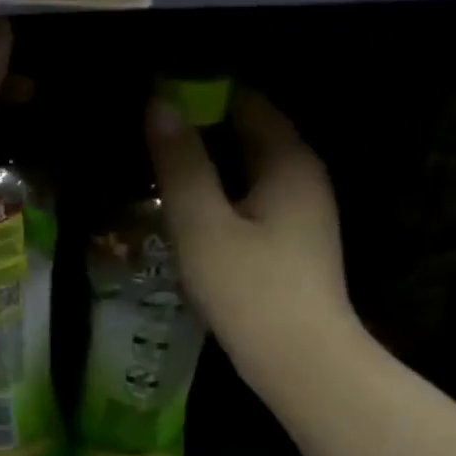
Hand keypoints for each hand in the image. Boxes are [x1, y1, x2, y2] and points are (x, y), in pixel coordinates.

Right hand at [148, 87, 356, 367]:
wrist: (299, 360)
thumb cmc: (249, 289)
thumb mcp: (202, 225)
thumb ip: (181, 165)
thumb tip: (159, 104)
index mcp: (288, 161)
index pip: (248, 103)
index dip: (203, 95)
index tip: (157, 99)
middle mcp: (305, 179)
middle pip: (252, 136)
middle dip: (204, 131)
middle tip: (151, 138)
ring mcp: (304, 216)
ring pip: (252, 174)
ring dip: (212, 169)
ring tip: (162, 173)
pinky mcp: (294, 248)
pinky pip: (254, 204)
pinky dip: (223, 199)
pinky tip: (192, 217)